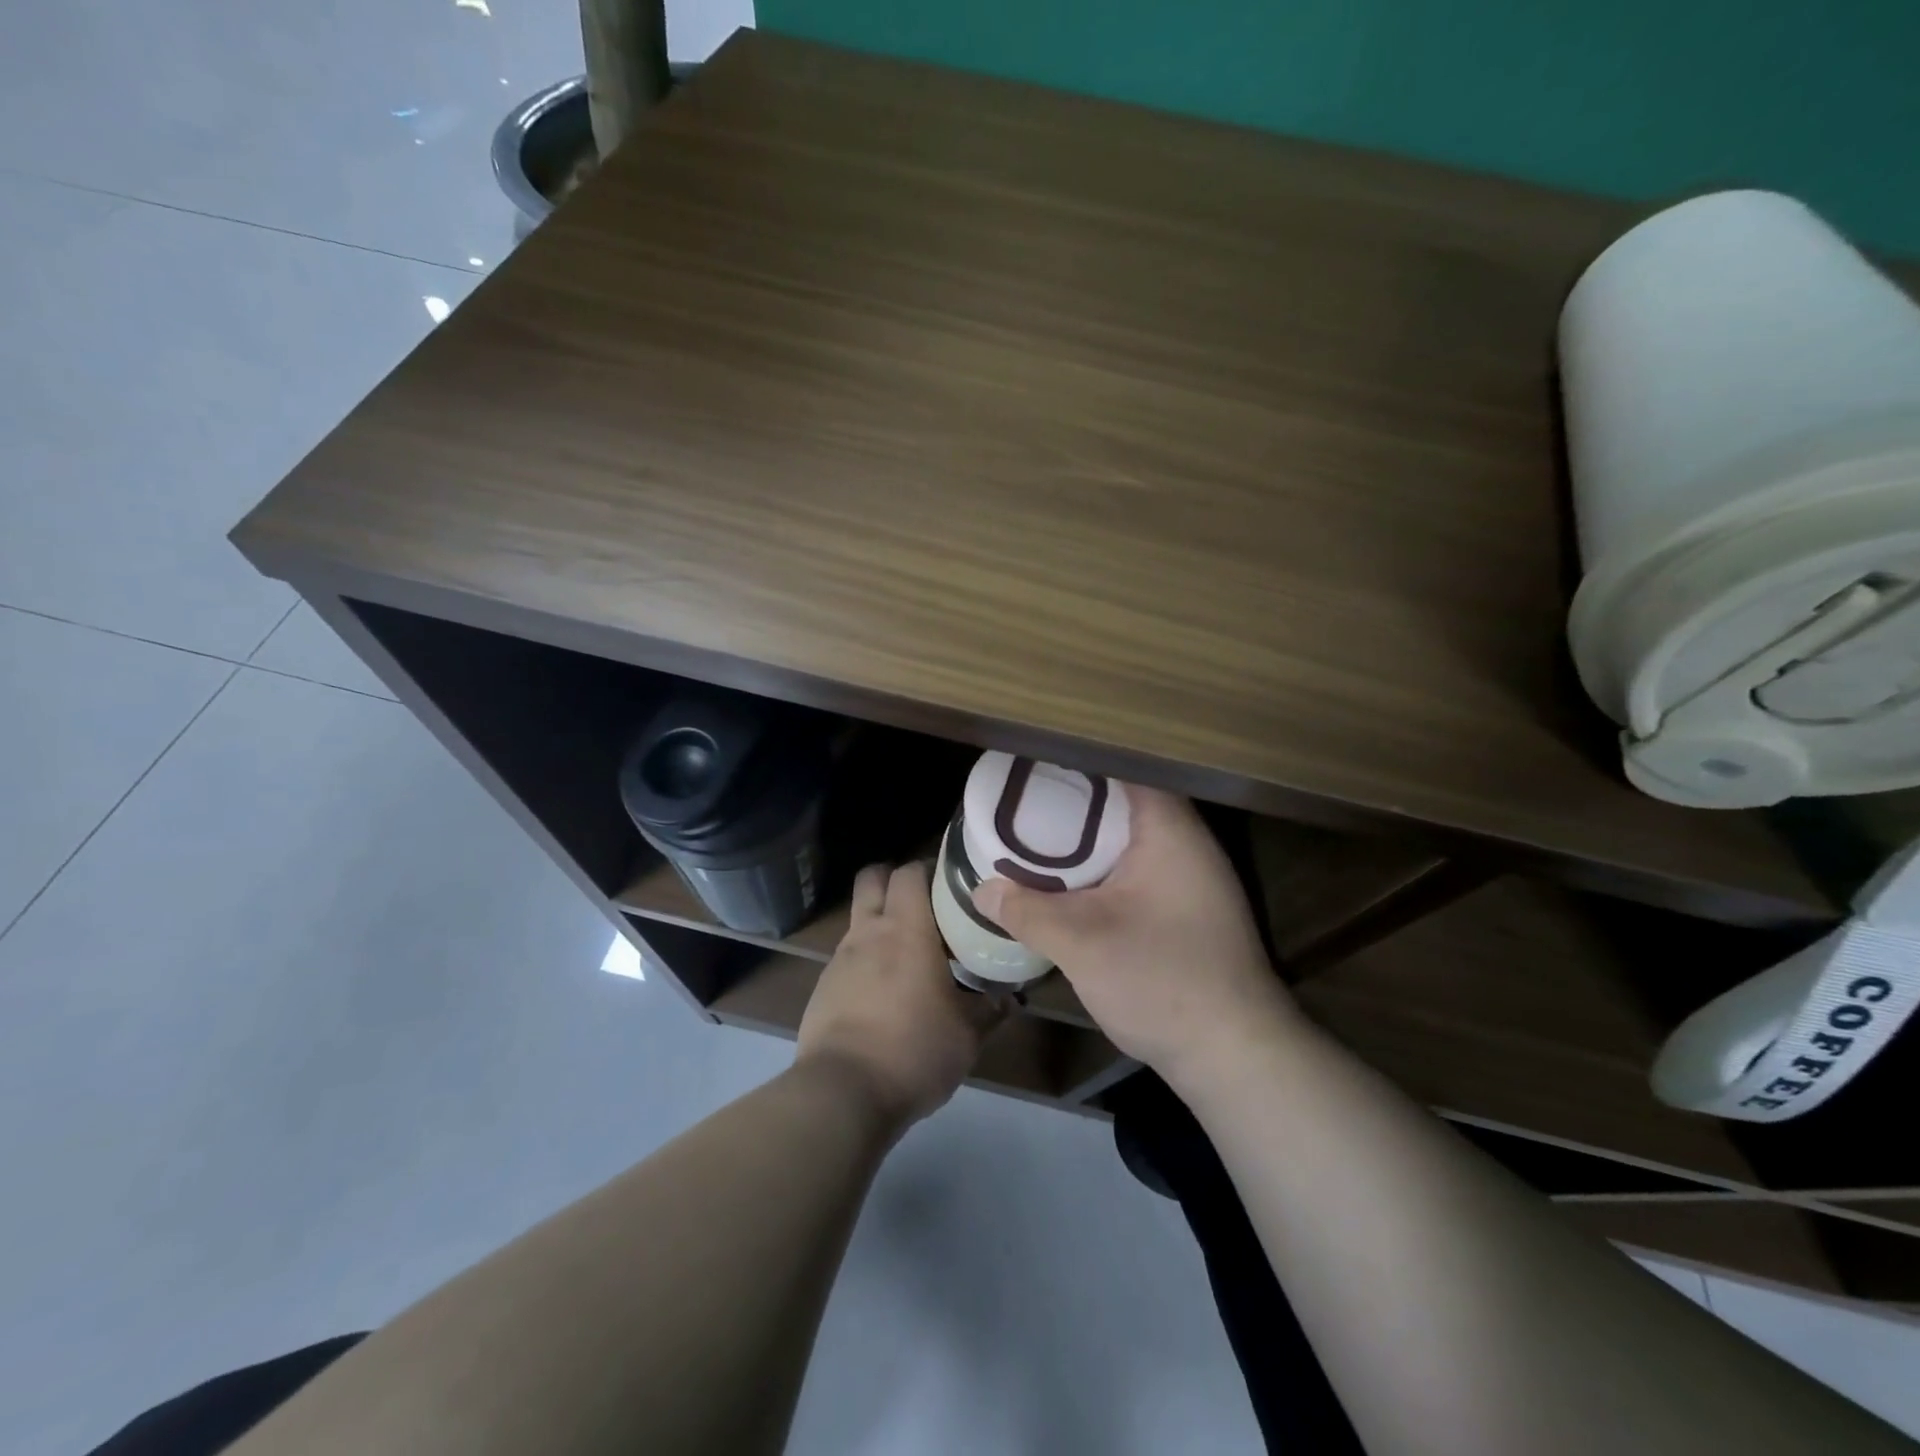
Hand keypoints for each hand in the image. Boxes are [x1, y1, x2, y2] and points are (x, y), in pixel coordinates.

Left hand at [798, 861, 1001, 1128]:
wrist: (842, 1093)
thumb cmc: (914, 1050)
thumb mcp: (967, 1035)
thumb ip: (991, 1009)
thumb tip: (1012, 997)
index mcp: (906, 929)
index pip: (910, 871)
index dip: (929, 868)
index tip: (951, 883)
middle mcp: (868, 932)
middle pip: (872, 877)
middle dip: (895, 879)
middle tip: (925, 904)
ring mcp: (840, 958)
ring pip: (859, 917)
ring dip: (880, 922)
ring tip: (909, 953)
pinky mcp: (823, 987)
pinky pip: (847, 956)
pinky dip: (866, 959)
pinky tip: (884, 992)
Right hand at [973, 786, 1295, 1088]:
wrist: (1235, 1055)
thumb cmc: (1161, 980)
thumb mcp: (1081, 944)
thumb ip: (1027, 911)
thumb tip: (981, 890)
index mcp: (1169, 830)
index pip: (1124, 767)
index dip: (1078, 761)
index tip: (1035, 763)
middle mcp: (1188, 843)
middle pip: (1126, 801)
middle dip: (1075, 800)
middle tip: (1024, 799)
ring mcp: (1194, 878)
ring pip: (1132, 838)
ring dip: (1090, 838)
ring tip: (1038, 834)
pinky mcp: (1190, 909)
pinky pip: (1140, 868)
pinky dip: (1105, 867)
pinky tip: (1072, 884)